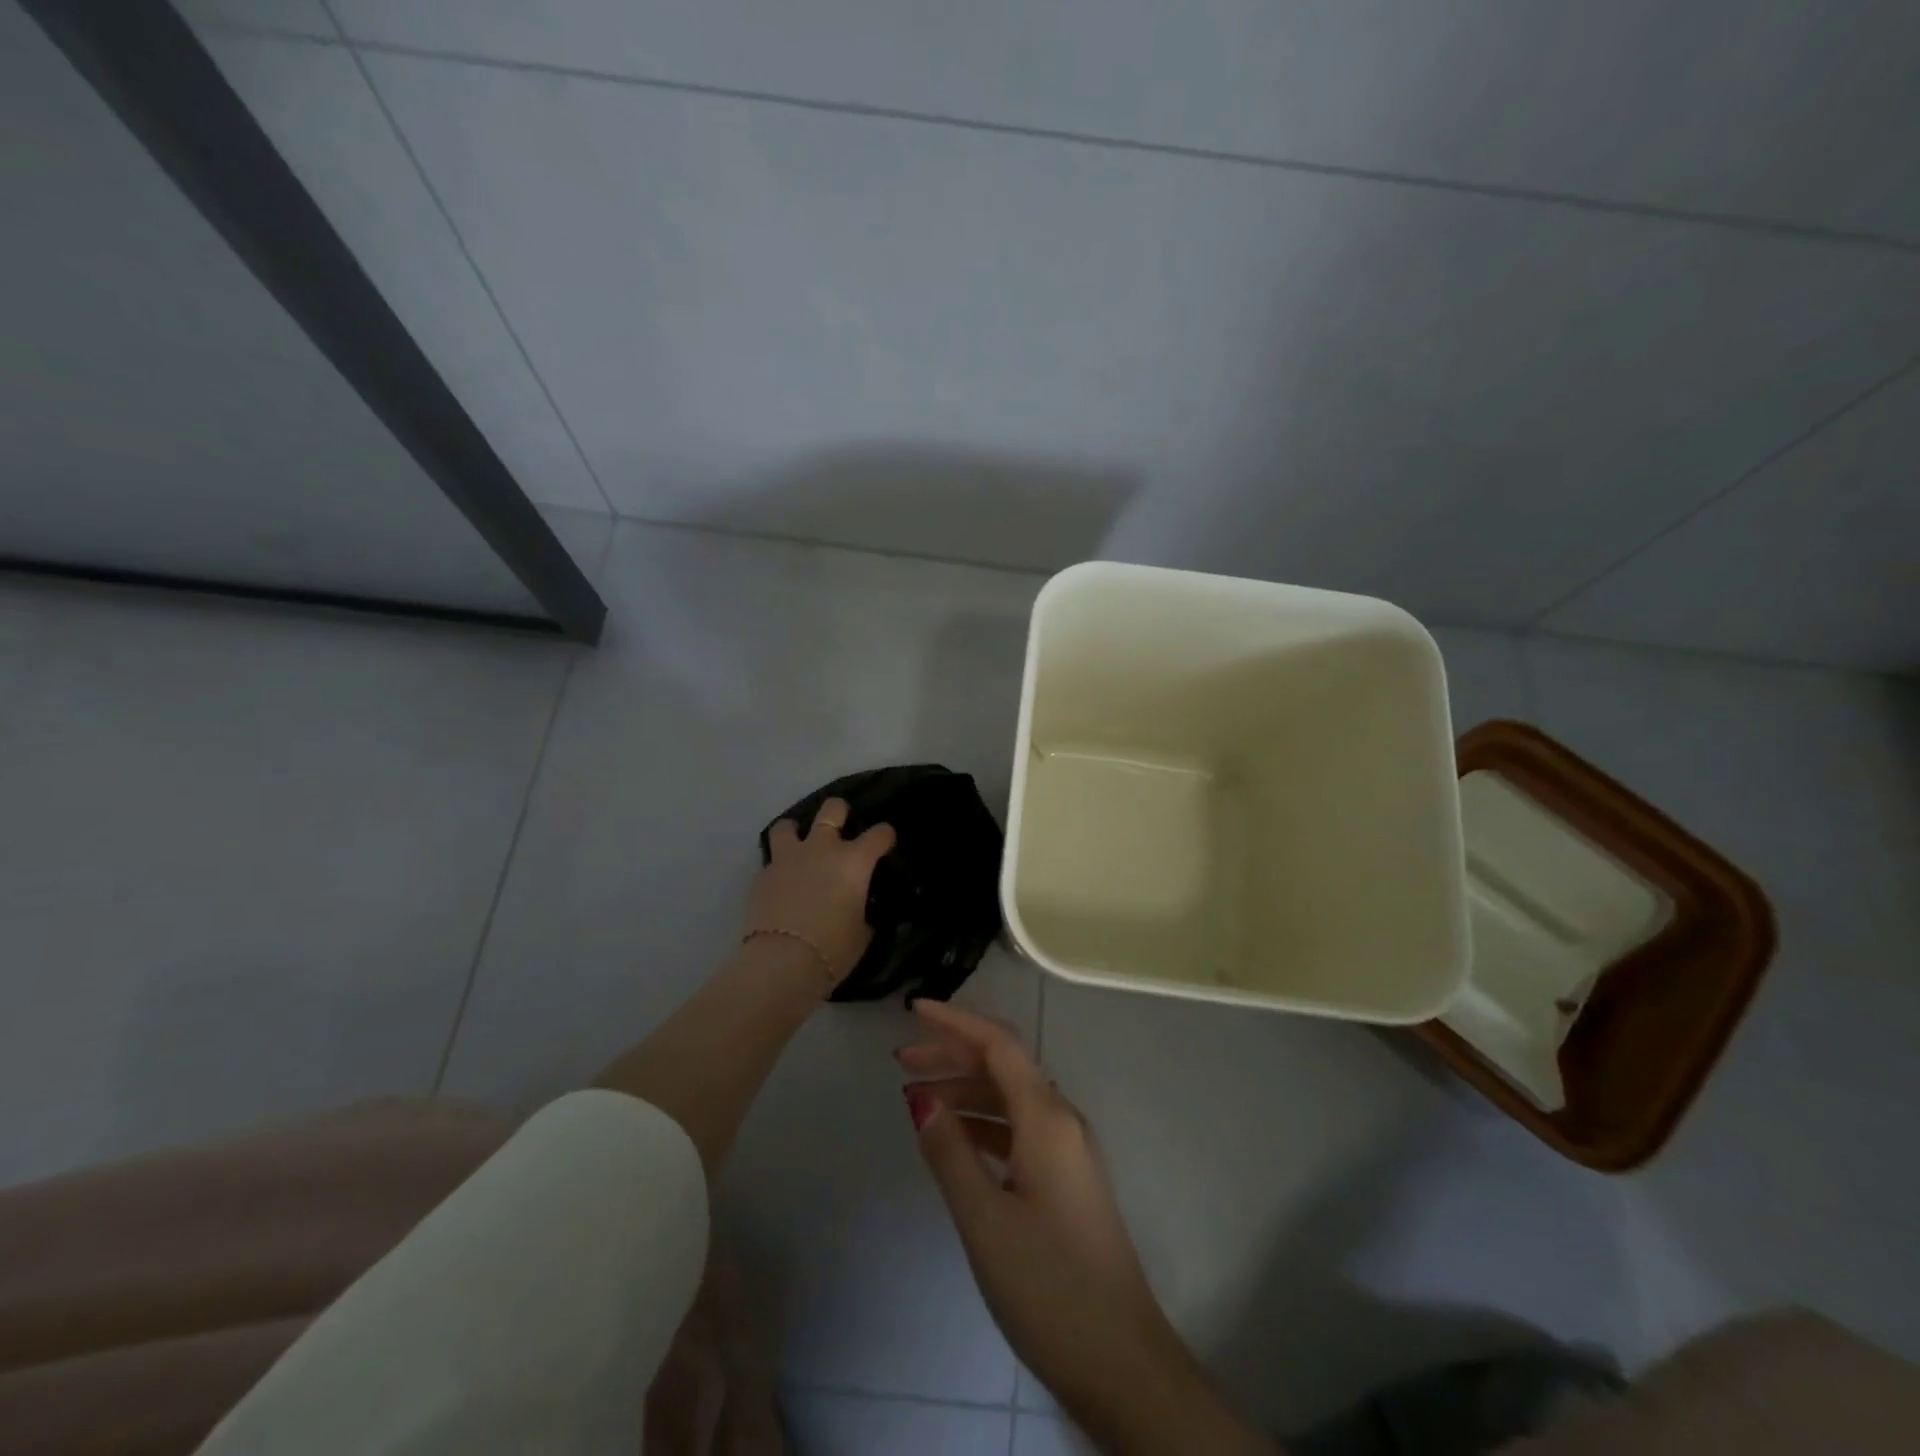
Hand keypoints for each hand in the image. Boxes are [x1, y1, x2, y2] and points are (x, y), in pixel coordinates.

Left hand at [744, 797, 894, 988]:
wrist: (783, 962)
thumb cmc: (834, 949)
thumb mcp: (863, 932)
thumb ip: (863, 911)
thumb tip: (860, 908)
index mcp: (854, 861)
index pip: (879, 834)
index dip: (885, 836)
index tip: (886, 843)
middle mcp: (822, 849)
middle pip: (832, 809)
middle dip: (839, 812)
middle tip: (841, 824)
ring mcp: (788, 858)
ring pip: (788, 825)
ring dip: (796, 832)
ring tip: (800, 845)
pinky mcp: (762, 875)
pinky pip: (772, 860)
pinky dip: (780, 867)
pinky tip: (783, 882)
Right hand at [899, 1001, 1269, 1454]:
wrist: (1121, 1363)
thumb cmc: (1048, 1285)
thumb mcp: (985, 1219)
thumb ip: (950, 1152)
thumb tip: (921, 1097)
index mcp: (1047, 1118)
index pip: (999, 1045)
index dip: (956, 1022)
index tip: (913, 1010)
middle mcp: (1062, 1120)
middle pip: (1004, 1067)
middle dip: (954, 1055)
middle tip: (902, 1060)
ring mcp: (1068, 1151)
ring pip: (1010, 1099)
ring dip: (965, 1091)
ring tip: (917, 1098)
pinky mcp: (1066, 1179)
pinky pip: (1019, 1129)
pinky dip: (983, 1124)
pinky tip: (955, 1139)